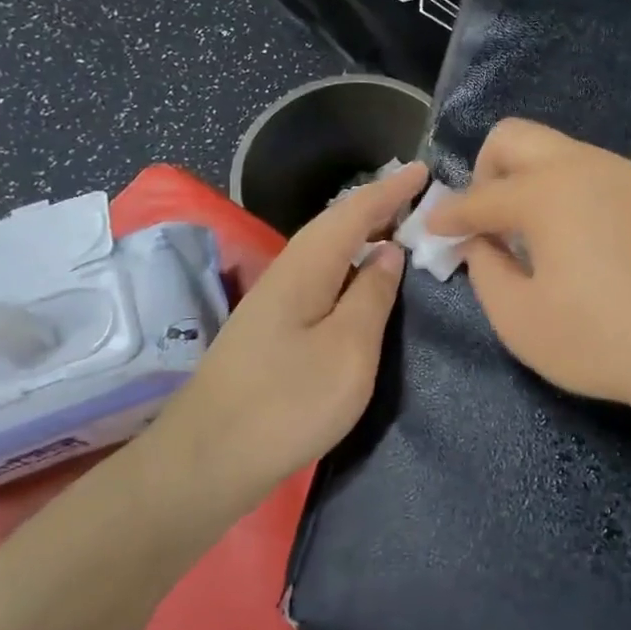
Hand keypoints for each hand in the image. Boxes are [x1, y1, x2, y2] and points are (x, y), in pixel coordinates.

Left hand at [155, 160, 426, 495]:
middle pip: (335, 226)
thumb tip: (388, 253)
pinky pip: (320, 278)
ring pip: (326, 252)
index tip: (423, 169)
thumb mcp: (348, 349)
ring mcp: (274, 303)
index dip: (390, 190)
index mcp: (306, 267)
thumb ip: (372, 296)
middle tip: (419, 198)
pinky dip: (349, 267)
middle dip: (377, 207)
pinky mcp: (271, 330)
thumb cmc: (288, 402)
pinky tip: (361, 283)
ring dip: (362, 235)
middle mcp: (286, 273)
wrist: (207, 460)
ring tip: (399, 231)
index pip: (353, 212)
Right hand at [426, 120, 630, 419]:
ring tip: (531, 234)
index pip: (481, 196)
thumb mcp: (521, 320)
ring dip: (530, 181)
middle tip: (486, 220)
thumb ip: (485, 271)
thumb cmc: (603, 340)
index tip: (433, 230)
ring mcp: (626, 173)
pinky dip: (568, 192)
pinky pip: (594, 173)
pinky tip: (578, 239)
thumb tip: (479, 242)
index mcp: (547, 192)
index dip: (450, 216)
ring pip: (559, 151)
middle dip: (486, 172)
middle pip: (516, 137)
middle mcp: (585, 165)